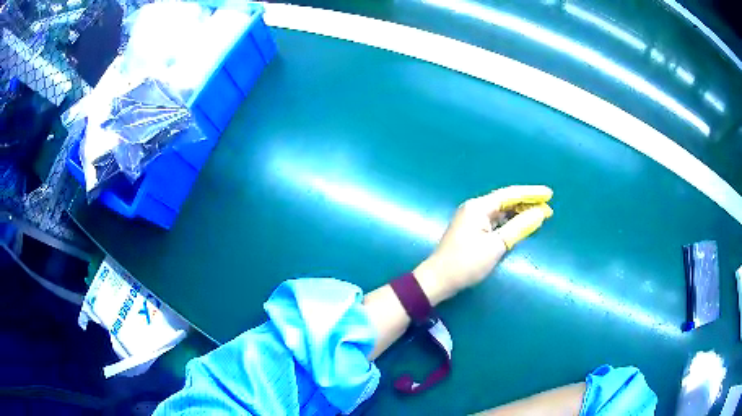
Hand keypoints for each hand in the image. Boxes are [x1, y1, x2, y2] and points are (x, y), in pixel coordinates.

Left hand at [414, 185, 552, 303]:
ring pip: (501, 211)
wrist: (438, 279)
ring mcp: (472, 219)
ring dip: (519, 213)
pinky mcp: (472, 230)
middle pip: (506, 201)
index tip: (549, 194)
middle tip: (548, 208)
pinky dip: (509, 222)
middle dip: (527, 203)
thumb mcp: (496, 245)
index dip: (531, 193)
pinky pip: (495, 221)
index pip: (510, 194)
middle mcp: (475, 208)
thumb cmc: (466, 263)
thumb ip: (519, 227)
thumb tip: (540, 213)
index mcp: (478, 206)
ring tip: (539, 215)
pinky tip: (521, 224)